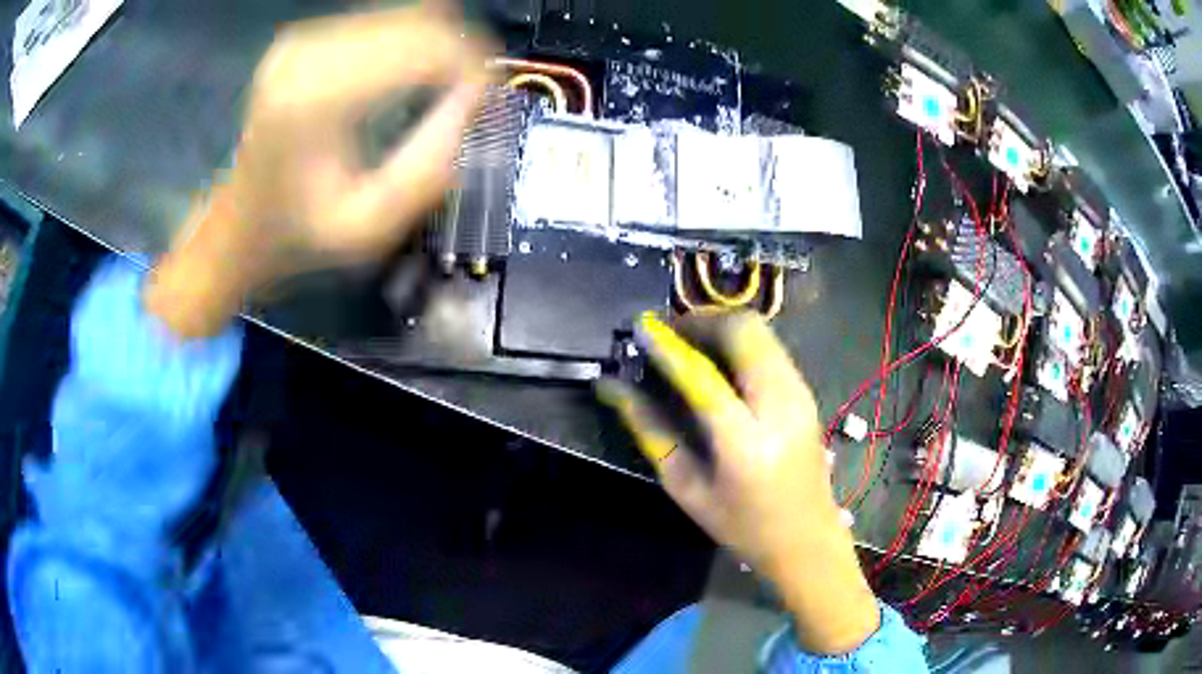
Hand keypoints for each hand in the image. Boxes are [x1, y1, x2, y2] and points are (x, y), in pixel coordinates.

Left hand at [146, 6, 491, 337]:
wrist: (237, 229)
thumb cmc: (297, 238)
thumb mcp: (370, 227)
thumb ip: (431, 164)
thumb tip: (480, 101)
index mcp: (315, 98)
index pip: (425, 44)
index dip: (473, 65)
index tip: (489, 103)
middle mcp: (307, 52)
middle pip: (419, 19)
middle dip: (462, 52)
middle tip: (475, 98)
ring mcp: (302, 40)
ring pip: (405, 14)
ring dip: (439, 46)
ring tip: (448, 89)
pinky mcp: (303, 39)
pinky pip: (381, 21)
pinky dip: (411, 44)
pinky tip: (411, 78)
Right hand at [597, 312, 879, 654]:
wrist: (807, 537)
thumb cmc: (741, 525)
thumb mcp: (686, 487)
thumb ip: (651, 431)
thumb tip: (613, 387)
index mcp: (745, 442)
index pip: (702, 375)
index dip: (667, 345)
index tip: (640, 327)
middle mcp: (781, 406)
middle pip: (743, 331)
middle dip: (701, 321)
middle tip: (668, 333)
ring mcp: (800, 394)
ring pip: (760, 330)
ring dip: (720, 327)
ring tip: (687, 342)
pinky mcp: (806, 391)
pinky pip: (770, 345)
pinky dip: (739, 340)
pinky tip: (718, 360)